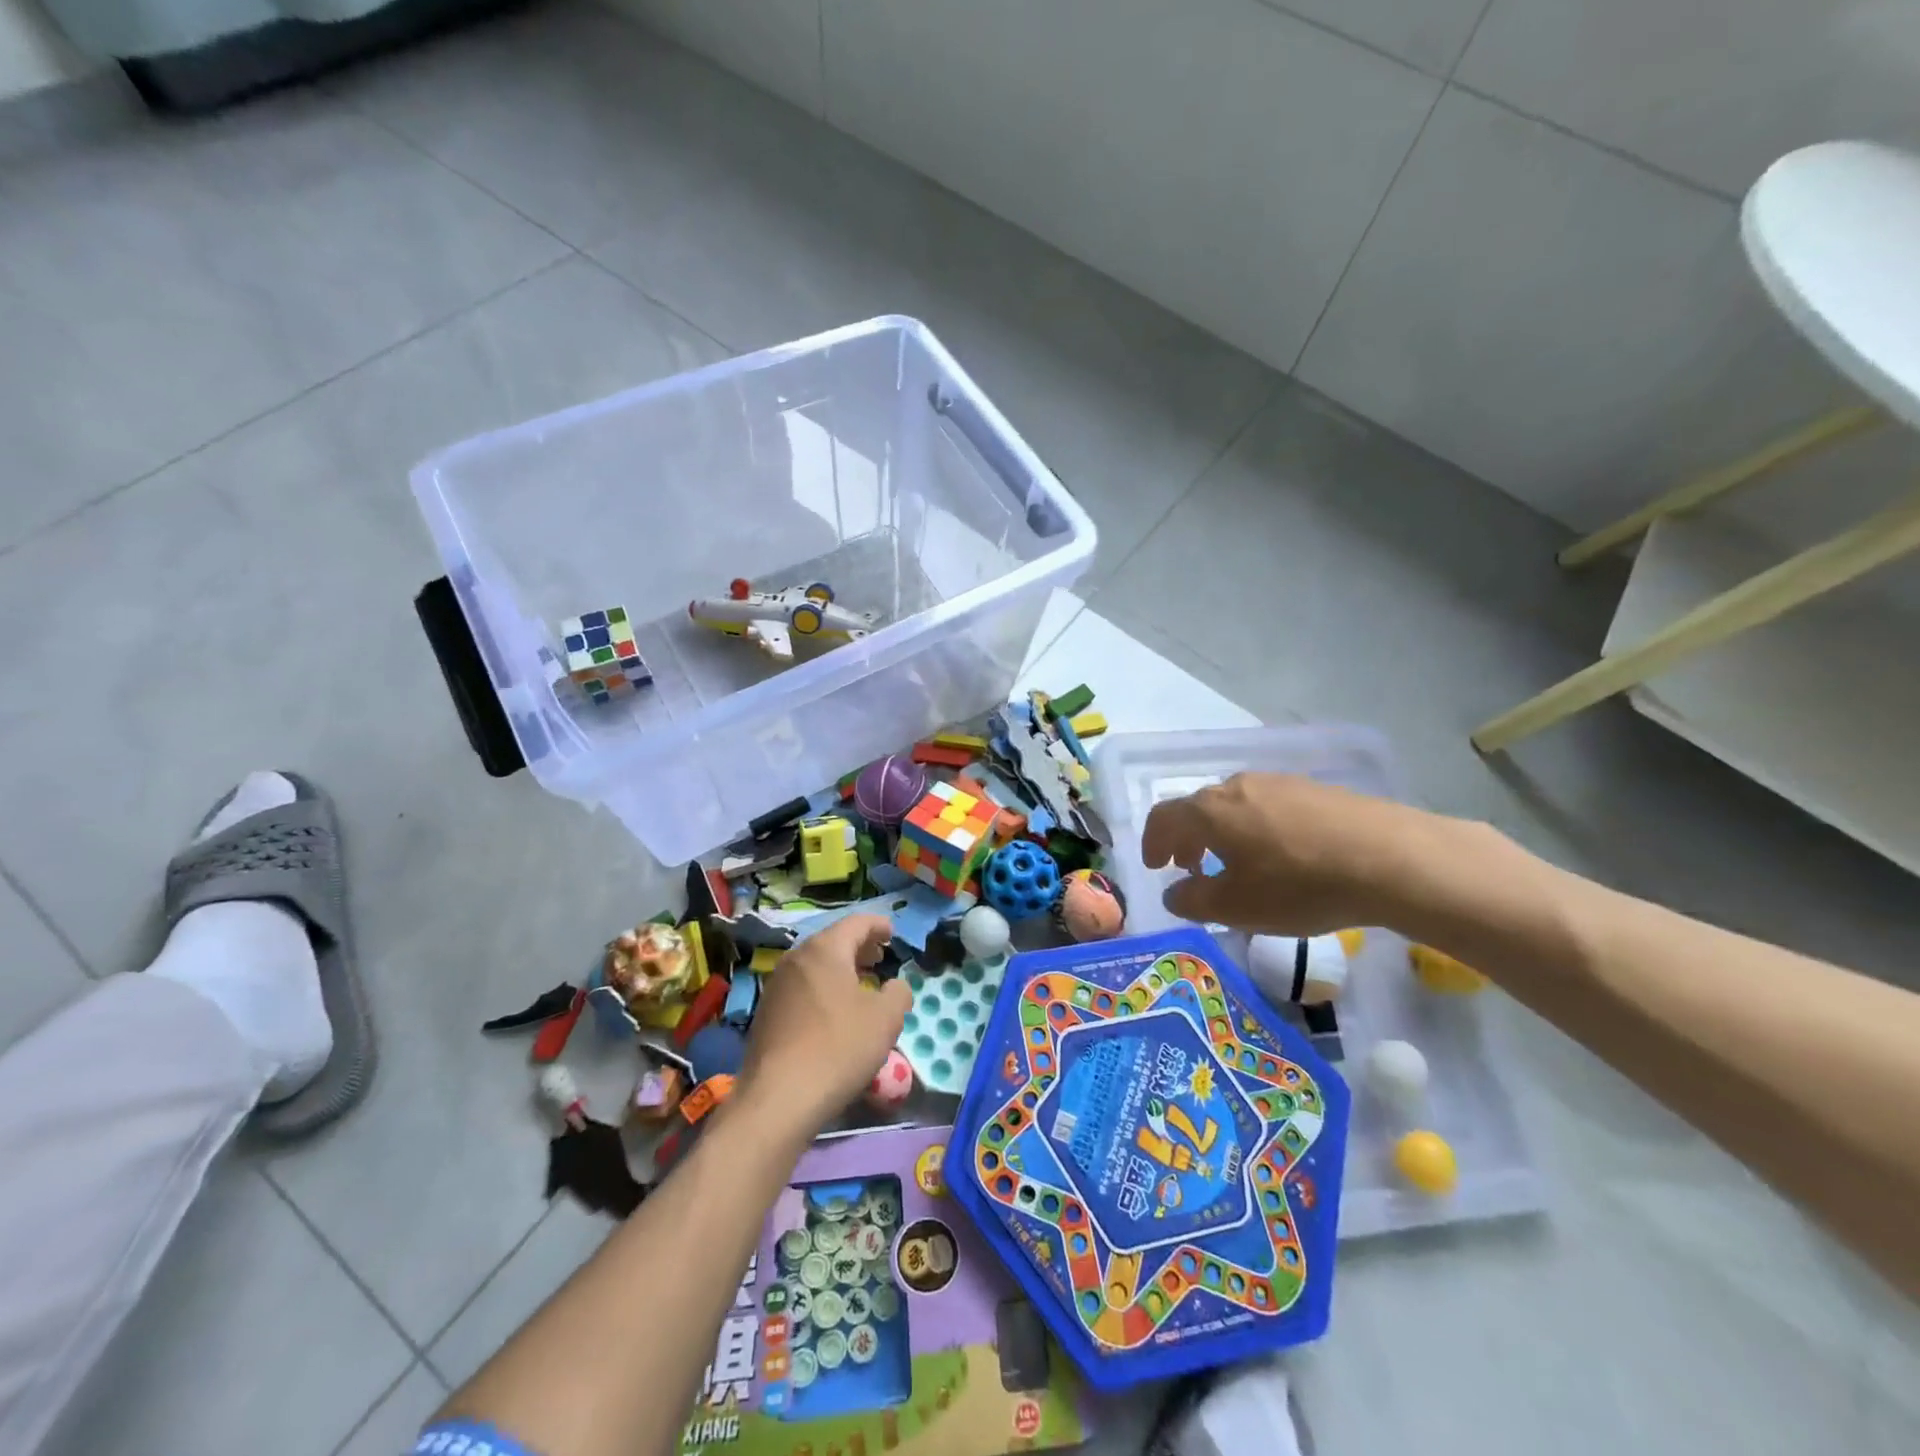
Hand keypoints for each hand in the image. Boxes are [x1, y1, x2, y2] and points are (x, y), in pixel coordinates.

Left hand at [737, 914, 911, 1140]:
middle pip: (833, 941)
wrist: (778, 1098)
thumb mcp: (886, 1019)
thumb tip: (895, 986)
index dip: (878, 925)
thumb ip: (898, 993)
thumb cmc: (838, 1047)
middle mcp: (796, 959)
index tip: (893, 933)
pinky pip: (802, 988)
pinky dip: (822, 989)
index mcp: (825, 949)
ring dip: (840, 969)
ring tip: (860, 985)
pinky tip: (834, 1013)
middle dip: (859, 947)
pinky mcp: (766, 1013)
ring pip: (815, 965)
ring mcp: (776, 986)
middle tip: (880, 958)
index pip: (856, 923)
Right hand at [1142, 773, 1418, 934]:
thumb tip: (1174, 893)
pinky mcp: (1313, 789)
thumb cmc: (1299, 885)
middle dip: (1187, 839)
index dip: (1152, 842)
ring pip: (1234, 805)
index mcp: (1210, 810)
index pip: (1163, 817)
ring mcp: (1278, 782)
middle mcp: (1237, 785)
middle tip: (1192, 869)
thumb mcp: (1236, 907)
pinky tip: (1281, 855)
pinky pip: (1267, 806)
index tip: (1156, 867)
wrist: (1390, 858)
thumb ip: (1192, 901)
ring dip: (1222, 833)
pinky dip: (1255, 828)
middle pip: (1198, 808)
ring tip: (1237, 864)